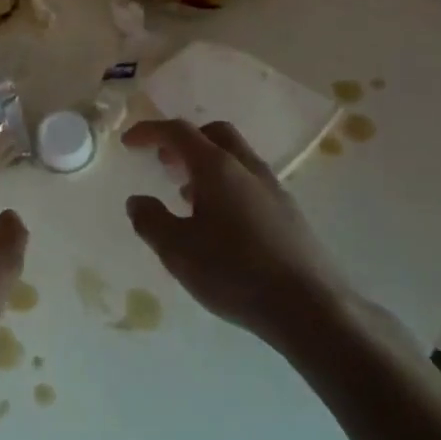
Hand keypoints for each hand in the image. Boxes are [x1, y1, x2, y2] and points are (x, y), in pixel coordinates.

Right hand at [122, 119, 353, 347]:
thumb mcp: (177, 250)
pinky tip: (219, 222)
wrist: (310, 308)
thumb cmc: (235, 272)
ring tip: (186, 194)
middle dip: (185, 141)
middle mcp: (247, 169)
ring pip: (236, 158)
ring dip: (206, 165)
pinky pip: (250, 183)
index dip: (150, 131)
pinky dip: (227, 186)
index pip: (179, 132)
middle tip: (163, 161)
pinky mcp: (289, 214)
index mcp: (217, 168)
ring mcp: (273, 189)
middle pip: (214, 134)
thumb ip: (151, 221)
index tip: (129, 142)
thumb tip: (137, 201)